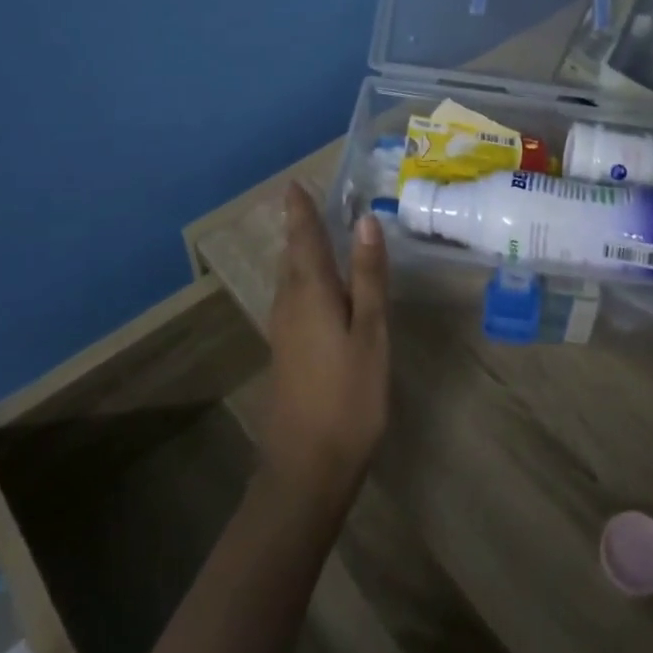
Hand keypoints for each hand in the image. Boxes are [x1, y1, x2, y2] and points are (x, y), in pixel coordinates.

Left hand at [260, 184, 390, 519]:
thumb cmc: (348, 397)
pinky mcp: (286, 351)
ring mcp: (283, 331)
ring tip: (319, 233)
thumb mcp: (370, 333)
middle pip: (293, 255)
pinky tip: (322, 286)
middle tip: (313, 201)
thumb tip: (365, 222)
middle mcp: (288, 304)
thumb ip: (368, 277)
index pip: (303, 238)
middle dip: (300, 227)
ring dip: (302, 252)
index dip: (301, 210)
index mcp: (310, 293)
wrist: (306, 469)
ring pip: (290, 278)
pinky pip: (294, 298)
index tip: (296, 183)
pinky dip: (305, 278)